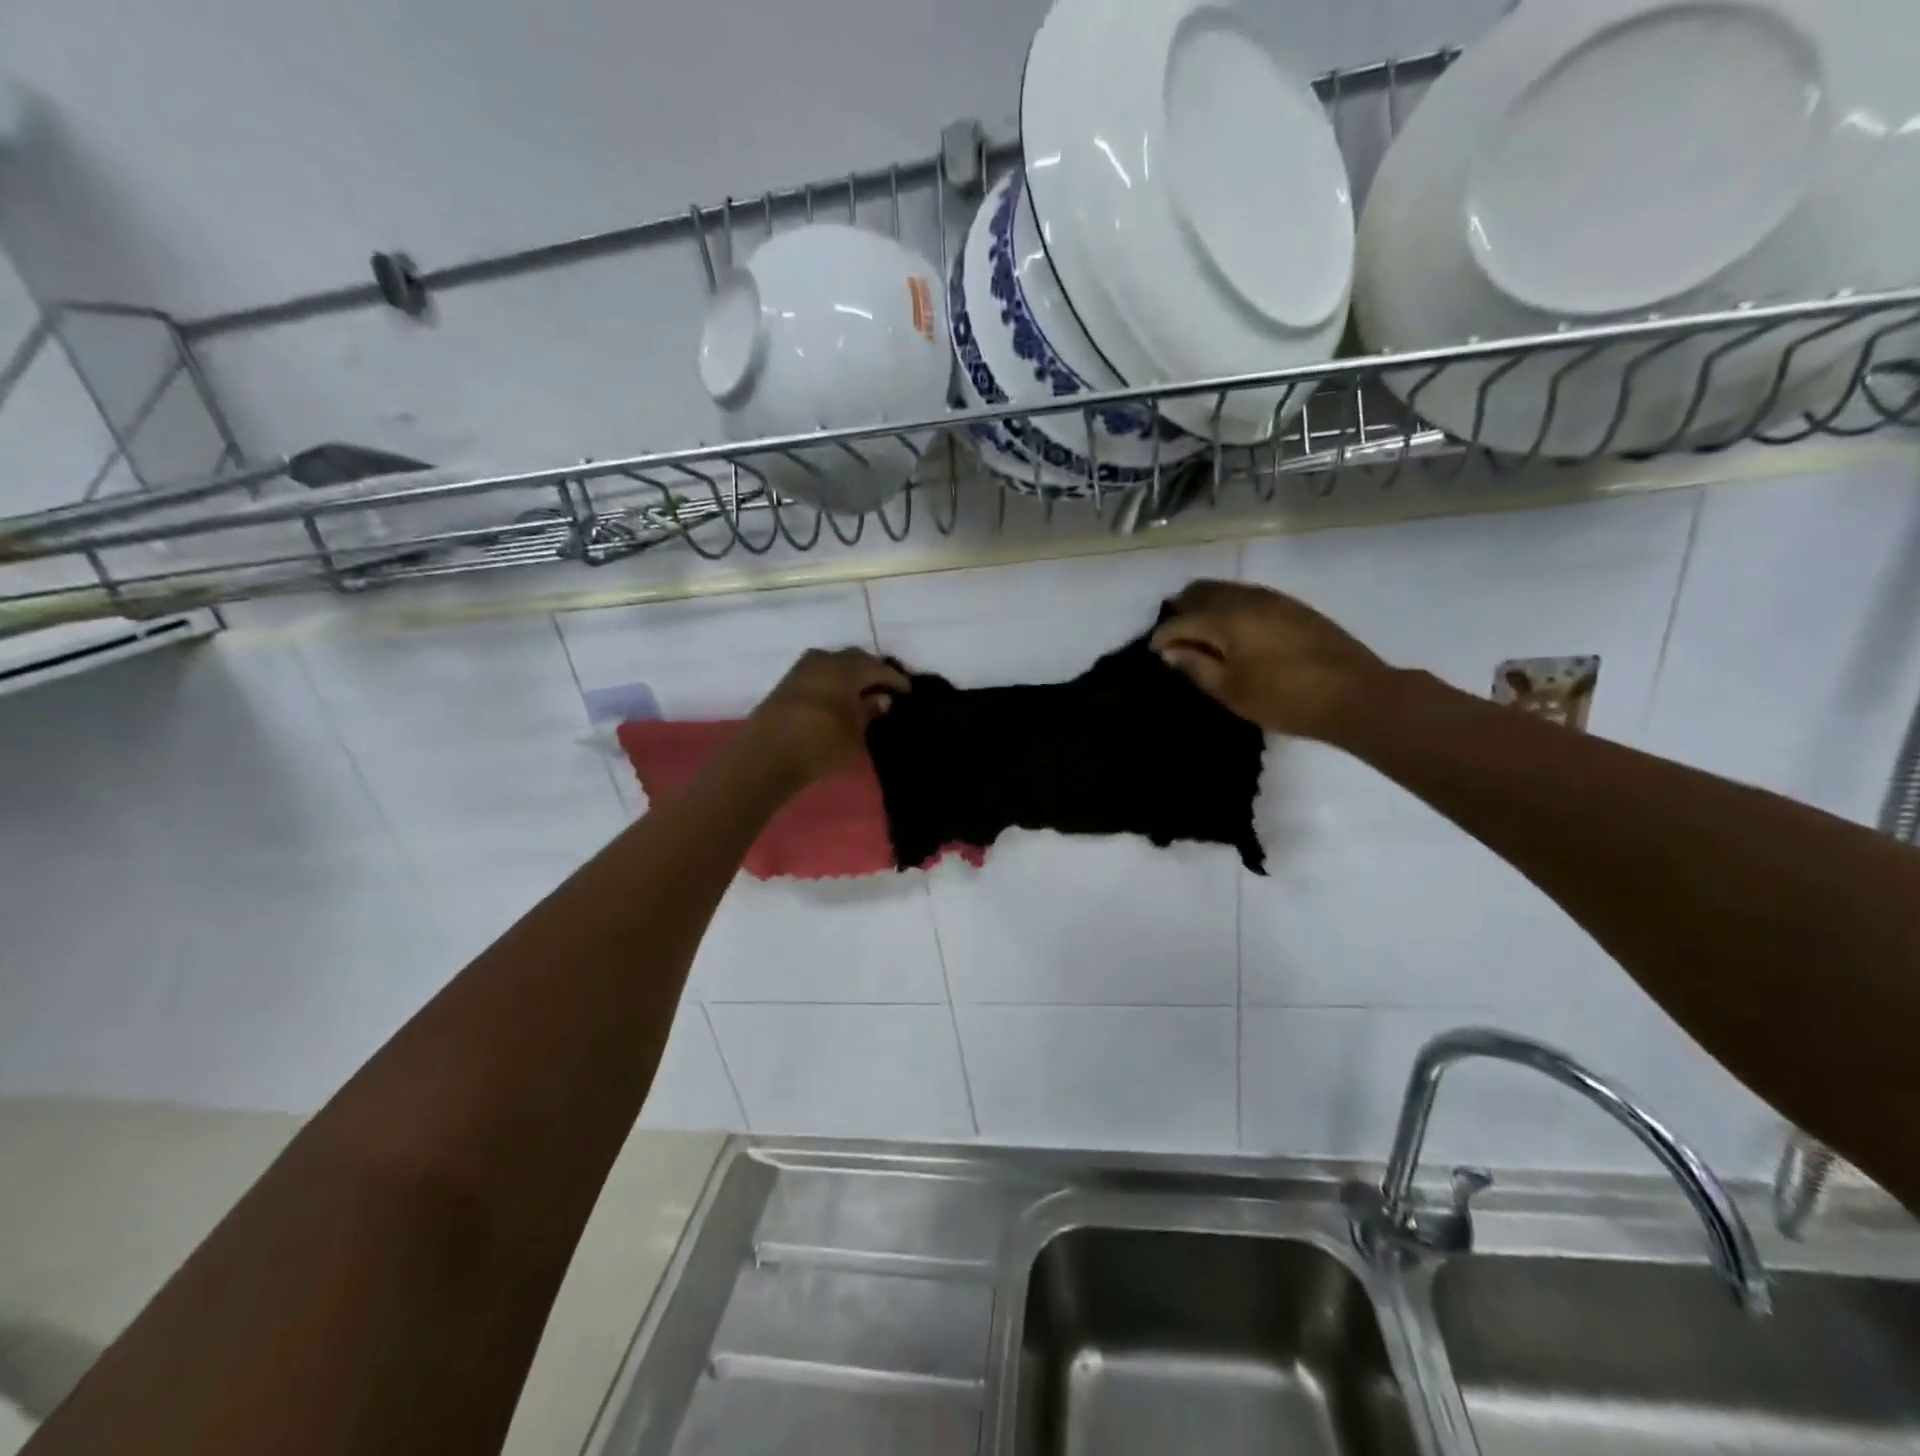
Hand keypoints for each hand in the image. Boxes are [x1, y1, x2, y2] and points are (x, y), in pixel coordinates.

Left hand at [743, 648, 910, 782]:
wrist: (767, 754)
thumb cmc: (822, 741)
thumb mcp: (855, 730)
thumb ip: (870, 710)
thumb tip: (881, 698)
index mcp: (846, 666)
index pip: (879, 668)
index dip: (895, 680)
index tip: (907, 692)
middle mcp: (825, 659)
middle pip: (855, 660)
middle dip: (871, 672)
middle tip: (885, 689)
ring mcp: (802, 669)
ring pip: (834, 665)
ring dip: (850, 676)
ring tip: (861, 694)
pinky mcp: (787, 683)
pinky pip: (819, 675)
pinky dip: (833, 683)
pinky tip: (838, 698)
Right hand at [1151, 580, 1388, 740]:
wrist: (1355, 694)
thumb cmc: (1284, 698)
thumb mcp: (1230, 690)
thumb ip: (1195, 666)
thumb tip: (1172, 651)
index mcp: (1225, 617)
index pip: (1180, 620)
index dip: (1162, 637)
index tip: (1154, 654)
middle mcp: (1246, 597)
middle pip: (1201, 591)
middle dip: (1182, 611)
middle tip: (1175, 639)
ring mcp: (1273, 598)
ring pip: (1226, 589)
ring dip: (1206, 605)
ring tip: (1201, 634)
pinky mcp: (1293, 606)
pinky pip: (1248, 595)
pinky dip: (1230, 606)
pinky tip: (1234, 630)